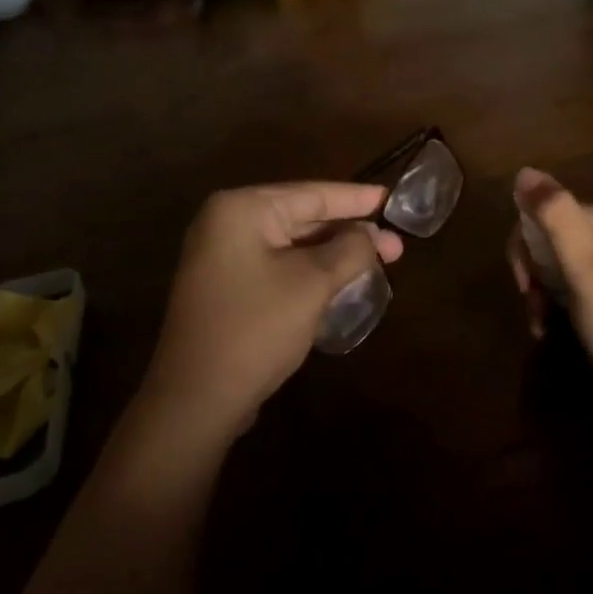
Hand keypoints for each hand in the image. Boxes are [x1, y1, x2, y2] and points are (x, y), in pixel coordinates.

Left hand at [144, 182, 402, 428]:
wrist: (196, 399)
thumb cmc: (256, 329)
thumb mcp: (312, 284)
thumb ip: (349, 250)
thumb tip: (372, 234)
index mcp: (242, 210)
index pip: (312, 194)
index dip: (357, 199)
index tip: (392, 198)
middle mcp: (227, 224)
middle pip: (302, 217)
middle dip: (350, 232)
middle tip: (396, 245)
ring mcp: (223, 257)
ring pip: (292, 245)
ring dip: (334, 254)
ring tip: (380, 262)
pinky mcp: (228, 288)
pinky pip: (279, 266)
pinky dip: (311, 271)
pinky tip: (343, 281)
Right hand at [506, 168, 592, 419]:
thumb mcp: (588, 267)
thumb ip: (556, 216)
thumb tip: (523, 171)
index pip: (551, 214)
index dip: (527, 247)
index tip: (524, 286)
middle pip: (553, 239)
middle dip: (533, 273)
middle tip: (532, 308)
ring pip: (558, 267)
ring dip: (540, 294)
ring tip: (541, 325)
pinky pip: (573, 290)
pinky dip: (555, 308)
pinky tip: (550, 330)